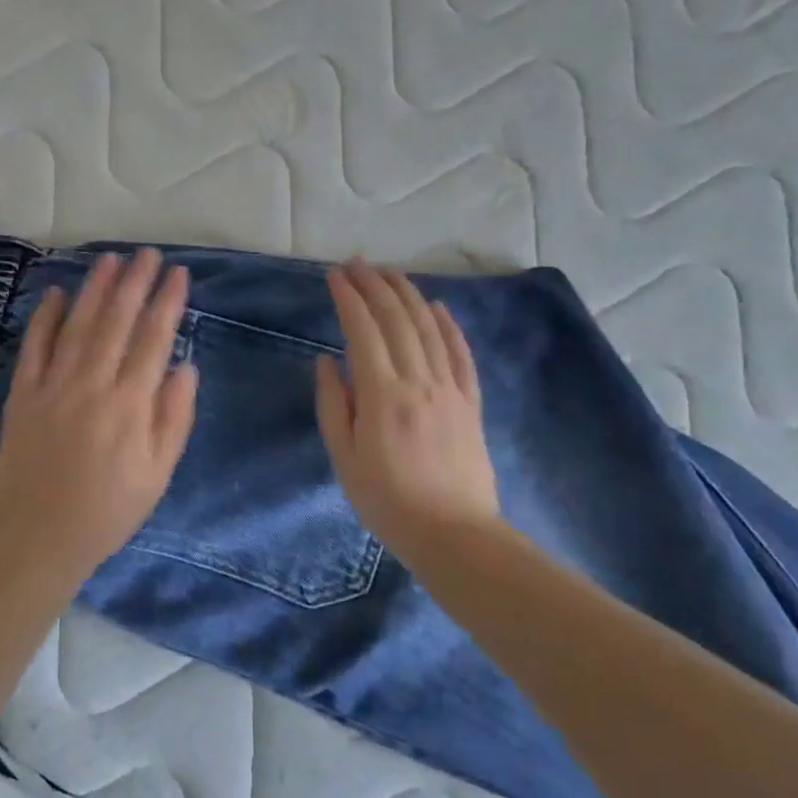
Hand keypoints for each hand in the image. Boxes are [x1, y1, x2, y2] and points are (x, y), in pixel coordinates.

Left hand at [0, 250, 199, 579]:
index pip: (154, 339)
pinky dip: (44, 317)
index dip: (167, 302)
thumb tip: (185, 365)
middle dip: (134, 282)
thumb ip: (174, 417)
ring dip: (95, 289)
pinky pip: (33, 346)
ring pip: (78, 325)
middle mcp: (92, 384)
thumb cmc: (109, 510)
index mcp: (130, 404)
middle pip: (117, 321)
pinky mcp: (22, 394)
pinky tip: (56, 294)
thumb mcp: (158, 473)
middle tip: (146, 254)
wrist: (39, 538)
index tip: (178, 274)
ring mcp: (53, 385)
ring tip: (109, 259)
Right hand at [315, 261, 500, 550]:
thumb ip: (333, 404)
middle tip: (357, 263)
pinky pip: (460, 354)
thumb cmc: (387, 500)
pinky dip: (449, 325)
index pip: (362, 331)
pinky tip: (437, 306)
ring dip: (407, 295)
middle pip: (397, 320)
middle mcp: (418, 380)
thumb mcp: (344, 457)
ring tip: (389, 273)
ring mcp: (449, 389)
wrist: (453, 534)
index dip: (348, 299)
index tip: (335, 275)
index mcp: (382, 394)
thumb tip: (327, 361)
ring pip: (428, 329)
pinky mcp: (470, 402)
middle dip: (374, 286)